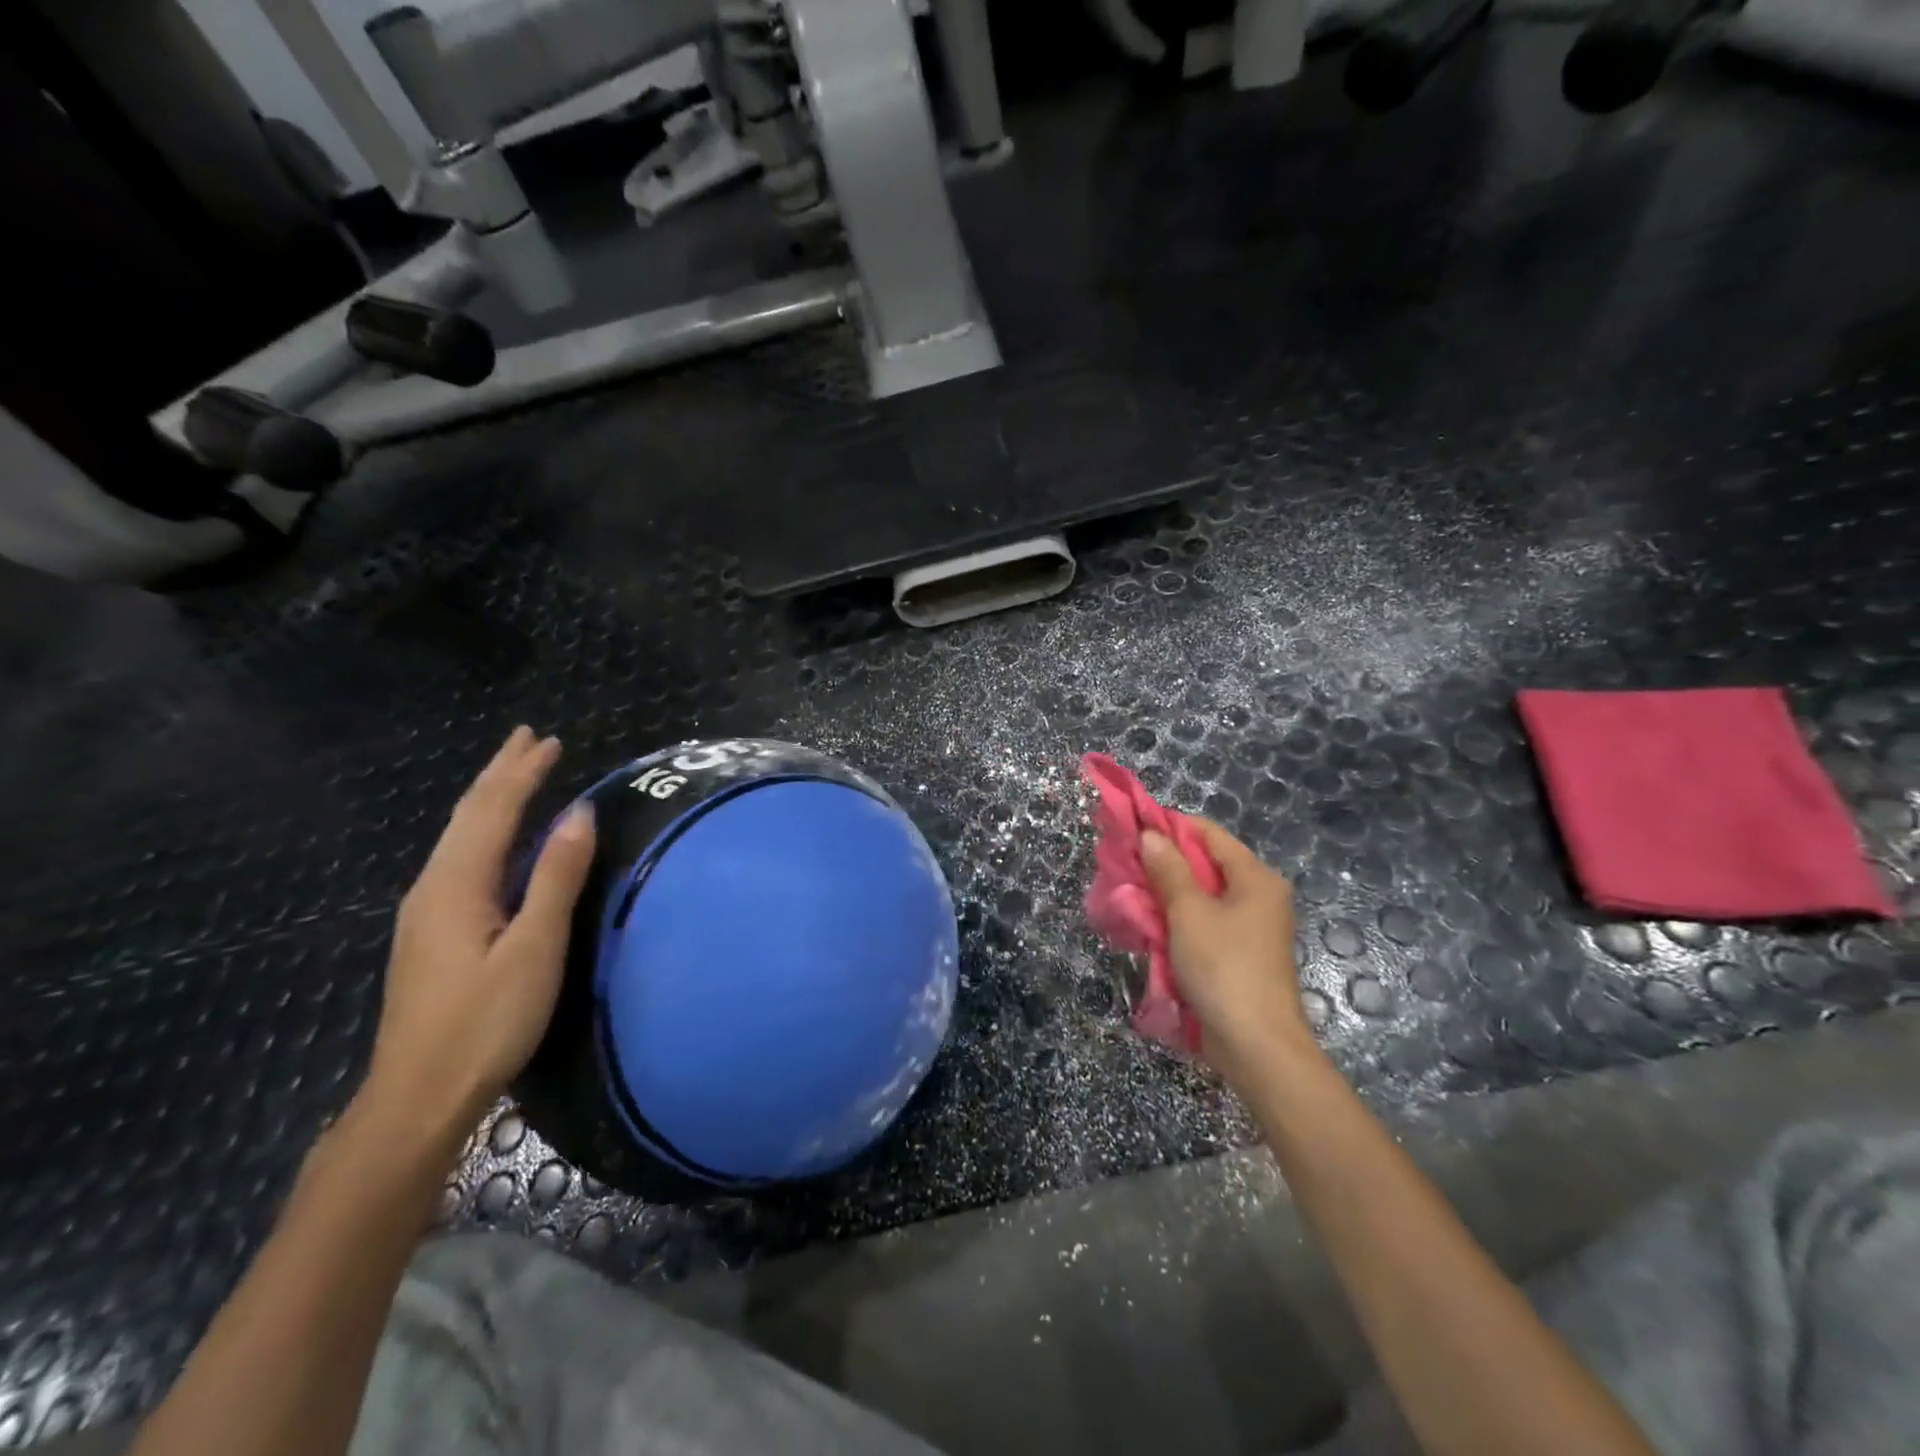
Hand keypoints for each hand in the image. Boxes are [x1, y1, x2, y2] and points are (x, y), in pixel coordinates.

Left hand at [359, 727, 596, 1140]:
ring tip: (516, 775)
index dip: (522, 772)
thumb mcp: (534, 948)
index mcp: (456, 885)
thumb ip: (555, 877)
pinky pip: (462, 860)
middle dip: (500, 774)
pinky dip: (486, 831)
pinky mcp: (432, 934)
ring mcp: (426, 912)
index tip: (548, 740)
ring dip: (492, 800)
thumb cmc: (485, 1021)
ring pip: (461, 837)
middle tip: (528, 740)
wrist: (417, 1097)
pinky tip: (497, 840)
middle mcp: (433, 887)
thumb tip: (578, 813)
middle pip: (468, 815)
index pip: (492, 810)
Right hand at [1140, 820, 1313, 1082]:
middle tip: (1124, 866)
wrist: (1256, 1045)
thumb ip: (1169, 870)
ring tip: (1130, 895)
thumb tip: (1151, 834)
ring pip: (1202, 897)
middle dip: (1164, 864)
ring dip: (1167, 895)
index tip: (1132, 830)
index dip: (1170, 827)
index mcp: (1255, 877)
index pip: (1208, 833)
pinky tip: (1150, 927)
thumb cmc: (1224, 967)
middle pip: (1205, 864)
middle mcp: (1258, 896)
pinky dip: (1178, 922)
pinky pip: (1204, 924)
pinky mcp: (1239, 955)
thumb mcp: (1189, 913)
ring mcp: (1250, 928)